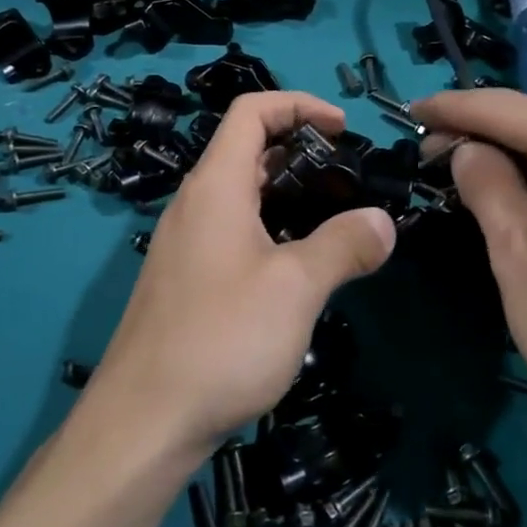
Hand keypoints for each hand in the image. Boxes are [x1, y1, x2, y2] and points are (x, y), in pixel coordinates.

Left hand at [86, 92, 396, 461]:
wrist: (143, 422)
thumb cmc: (222, 338)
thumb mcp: (296, 287)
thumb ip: (344, 245)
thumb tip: (383, 222)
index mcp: (215, 185)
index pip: (252, 112)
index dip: (299, 104)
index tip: (343, 128)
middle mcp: (195, 204)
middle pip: (247, 150)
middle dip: (301, 150)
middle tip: (348, 178)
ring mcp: (186, 244)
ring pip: (242, 195)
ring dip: (288, 194)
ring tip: (335, 220)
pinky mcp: (186, 280)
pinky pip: (234, 232)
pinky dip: (271, 228)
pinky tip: (299, 268)